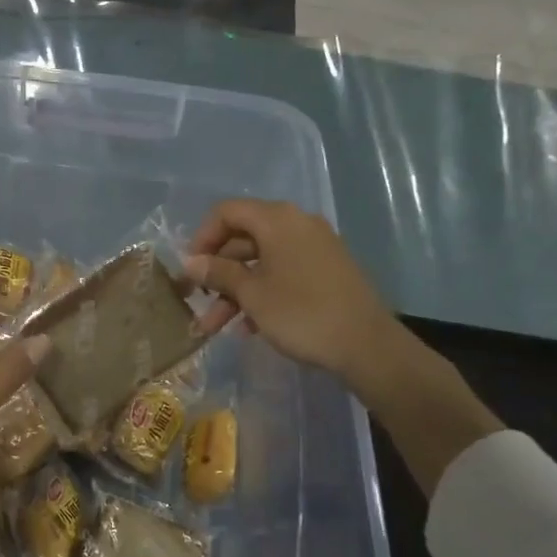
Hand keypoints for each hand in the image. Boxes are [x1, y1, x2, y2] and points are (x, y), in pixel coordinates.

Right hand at [183, 199, 399, 390]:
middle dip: (217, 272)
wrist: (366, 344)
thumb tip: (190, 262)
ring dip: (236, 290)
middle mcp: (297, 224)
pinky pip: (283, 271)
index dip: (201, 238)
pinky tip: (249, 327)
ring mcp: (314, 246)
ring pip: (262, 260)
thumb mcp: (252, 294)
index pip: (226, 212)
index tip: (190, 270)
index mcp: (277, 220)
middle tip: (198, 302)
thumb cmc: (301, 313)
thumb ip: (219, 273)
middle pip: (243, 238)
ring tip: (216, 326)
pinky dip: (262, 292)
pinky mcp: (326, 270)